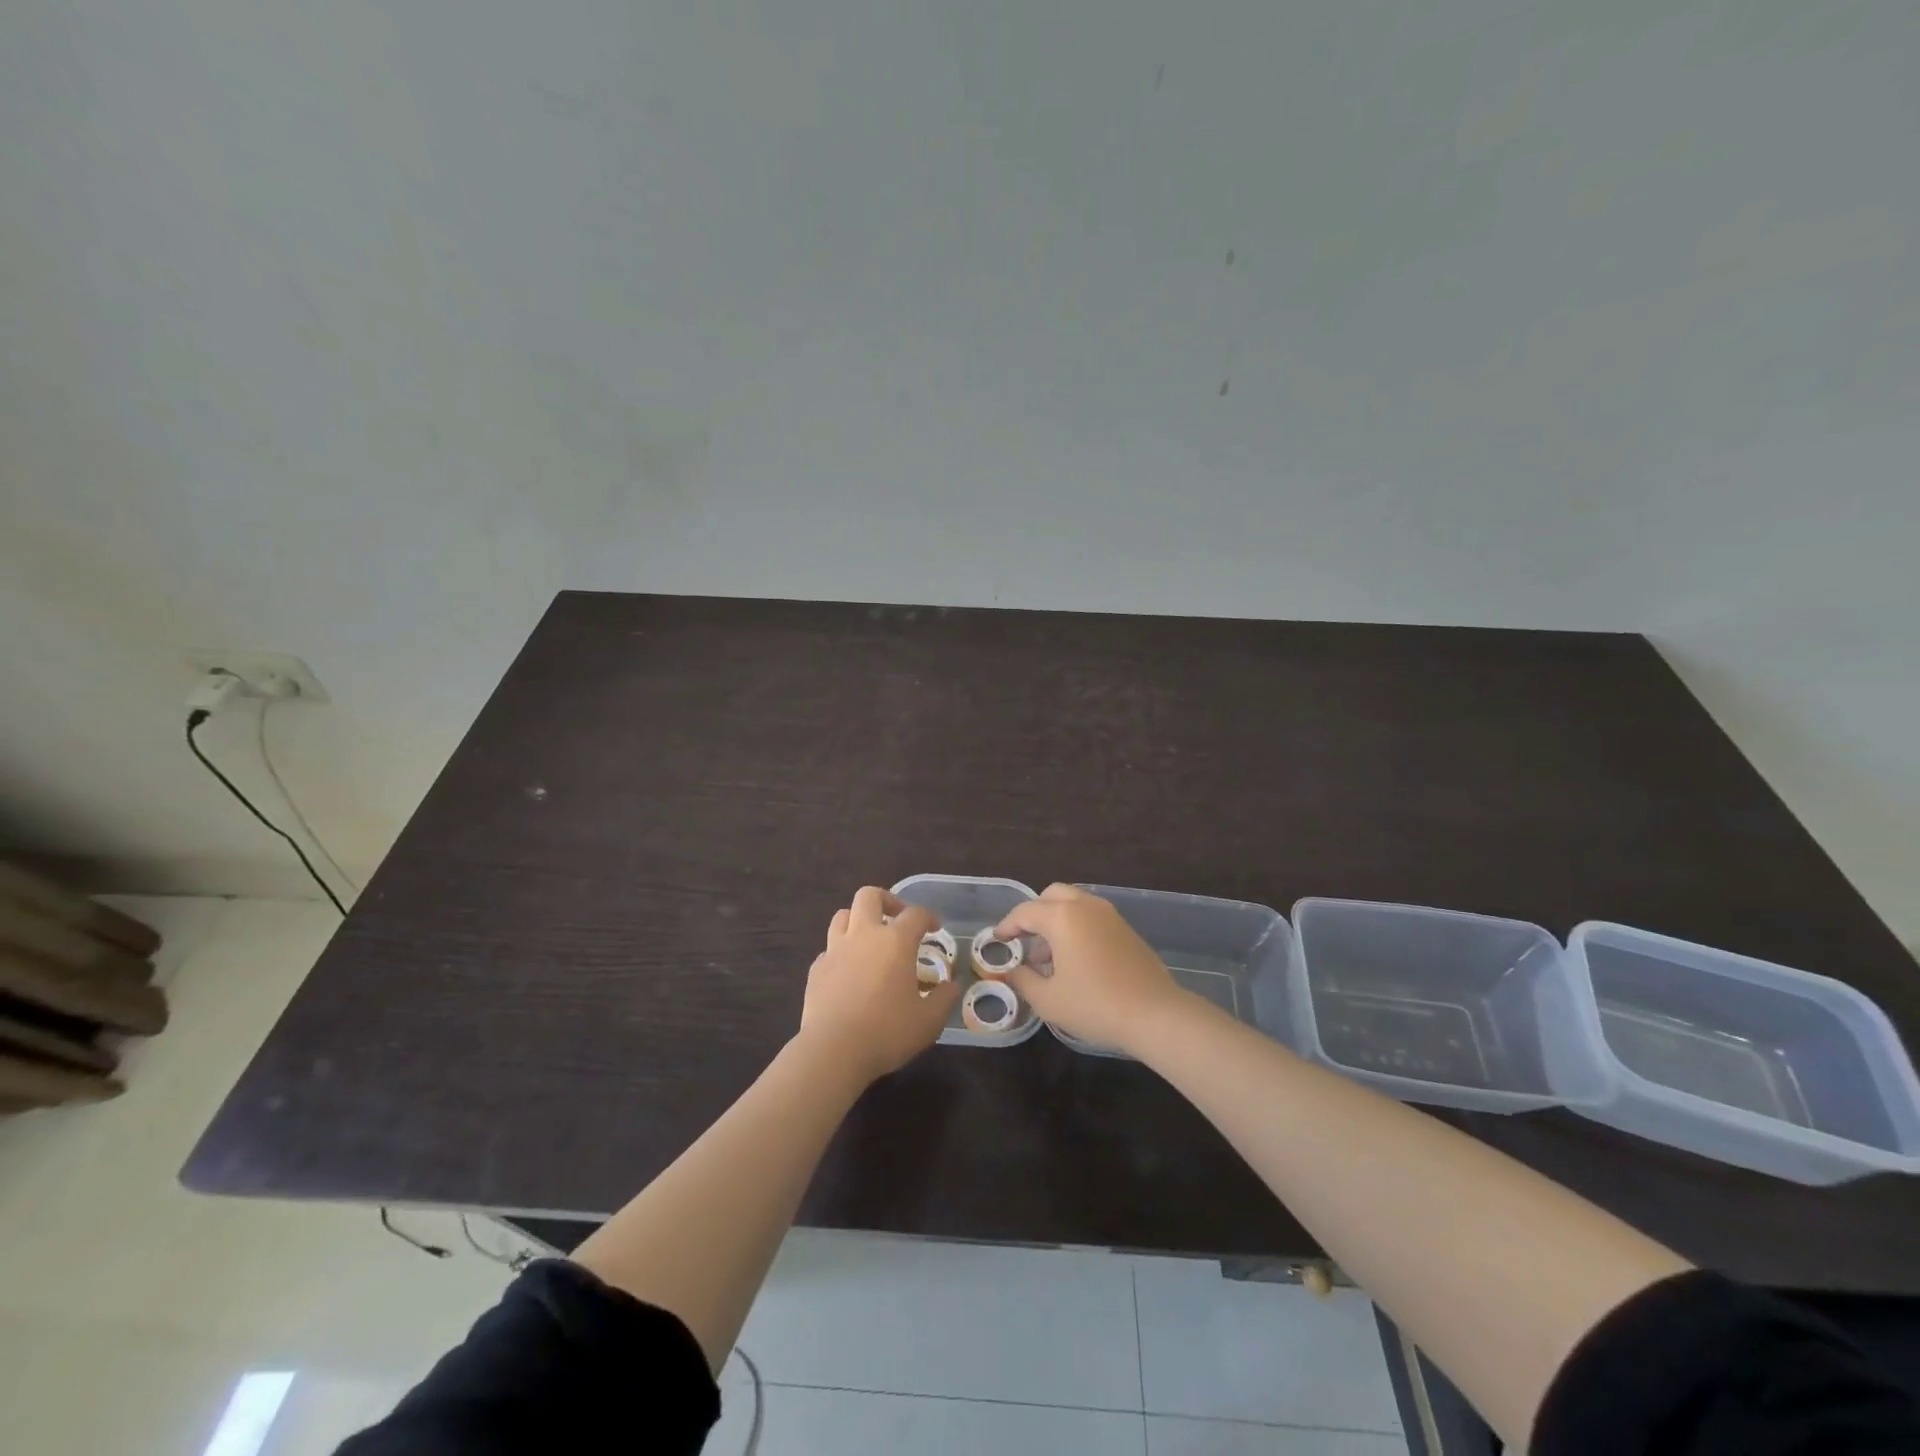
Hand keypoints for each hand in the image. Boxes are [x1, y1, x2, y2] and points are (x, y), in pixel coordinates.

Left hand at [799, 887, 960, 1083]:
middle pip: (869, 896)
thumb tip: (952, 986)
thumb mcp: (928, 1021)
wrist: (833, 1051)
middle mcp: (864, 935)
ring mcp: (835, 950)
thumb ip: (944, 999)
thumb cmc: (887, 1032)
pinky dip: (841, 952)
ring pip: (842, 915)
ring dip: (858, 920)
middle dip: (885, 900)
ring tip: (869, 940)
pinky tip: (848, 971)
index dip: (928, 916)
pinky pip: (829, 948)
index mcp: (895, 941)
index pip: (915, 914)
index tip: (935, 928)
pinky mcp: (816, 969)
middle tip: (896, 918)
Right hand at [997, 884, 1186, 1053]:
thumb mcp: (1048, 1000)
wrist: (1155, 1014)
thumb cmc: (1095, 1005)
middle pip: (1052, 895)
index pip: (1025, 912)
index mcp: (1062, 917)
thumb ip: (1023, 980)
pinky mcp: (1126, 929)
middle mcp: (1085, 906)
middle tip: (1025, 940)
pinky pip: (1092, 917)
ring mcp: (1110, 915)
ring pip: (1074, 903)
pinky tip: (1076, 961)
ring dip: (1057, 921)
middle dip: (1034, 914)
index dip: (1007, 925)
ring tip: (1049, 958)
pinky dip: (1077, 927)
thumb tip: (1013, 970)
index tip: (998, 940)